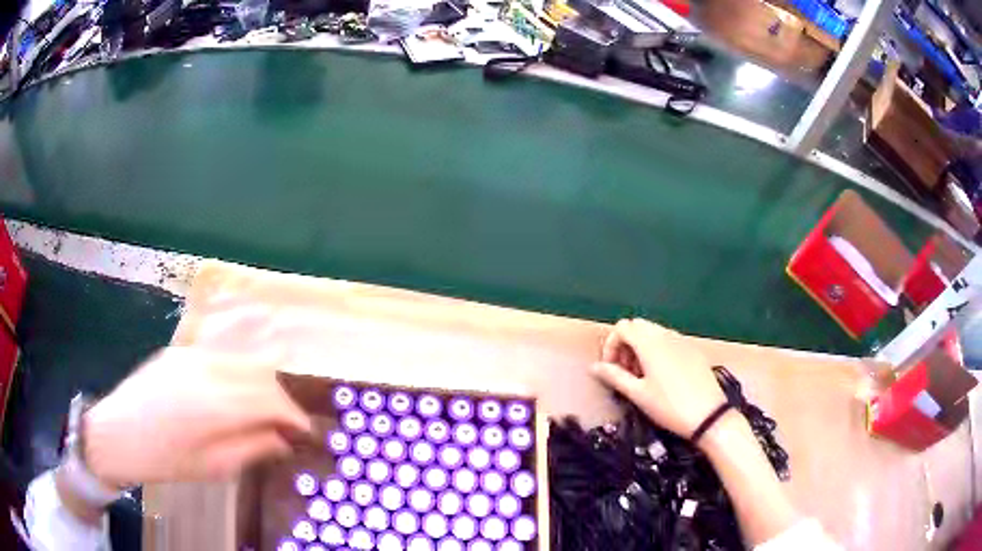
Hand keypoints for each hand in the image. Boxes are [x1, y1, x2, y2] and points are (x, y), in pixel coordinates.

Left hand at [82, 347, 312, 487]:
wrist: (115, 434)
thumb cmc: (164, 460)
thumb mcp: (212, 467)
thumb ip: (251, 448)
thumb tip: (282, 439)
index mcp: (215, 403)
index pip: (270, 399)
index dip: (293, 415)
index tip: (304, 431)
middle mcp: (207, 369)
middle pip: (260, 373)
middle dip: (280, 397)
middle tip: (285, 423)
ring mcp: (191, 354)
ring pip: (241, 357)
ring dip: (261, 379)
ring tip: (264, 406)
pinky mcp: (179, 350)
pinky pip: (220, 353)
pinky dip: (238, 367)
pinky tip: (236, 386)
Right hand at [591, 318, 726, 438]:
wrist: (708, 415)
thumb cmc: (668, 406)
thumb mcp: (638, 394)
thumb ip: (614, 377)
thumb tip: (593, 367)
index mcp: (649, 342)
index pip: (622, 328)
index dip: (610, 345)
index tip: (610, 369)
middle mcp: (665, 334)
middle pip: (637, 326)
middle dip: (625, 344)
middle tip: (624, 372)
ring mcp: (682, 340)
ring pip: (654, 332)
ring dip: (641, 347)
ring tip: (641, 376)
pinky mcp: (693, 349)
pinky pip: (669, 340)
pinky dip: (657, 349)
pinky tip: (661, 375)